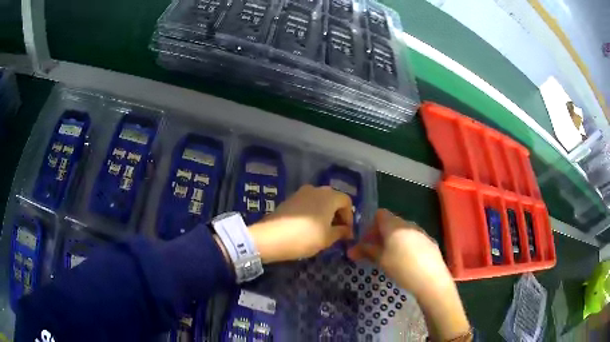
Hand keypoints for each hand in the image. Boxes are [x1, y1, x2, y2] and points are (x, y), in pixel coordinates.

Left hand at [249, 185, 353, 262]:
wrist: (271, 237)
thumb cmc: (305, 237)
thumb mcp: (327, 238)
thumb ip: (341, 232)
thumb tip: (347, 231)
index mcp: (329, 196)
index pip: (347, 201)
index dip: (349, 217)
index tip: (347, 232)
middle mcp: (316, 189)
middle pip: (333, 199)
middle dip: (338, 214)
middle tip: (337, 231)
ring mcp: (301, 193)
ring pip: (320, 201)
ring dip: (325, 213)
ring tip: (323, 230)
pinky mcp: (290, 199)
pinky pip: (308, 203)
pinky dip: (313, 212)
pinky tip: (309, 227)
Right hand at [347, 209, 451, 296]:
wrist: (431, 279)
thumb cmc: (402, 268)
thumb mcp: (381, 260)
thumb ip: (366, 251)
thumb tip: (351, 250)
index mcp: (395, 225)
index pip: (380, 214)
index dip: (370, 225)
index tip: (366, 241)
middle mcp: (408, 224)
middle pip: (391, 222)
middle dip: (380, 235)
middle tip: (374, 252)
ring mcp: (421, 232)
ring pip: (402, 231)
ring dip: (393, 240)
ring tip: (390, 258)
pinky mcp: (429, 241)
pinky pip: (413, 238)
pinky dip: (406, 245)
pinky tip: (406, 261)